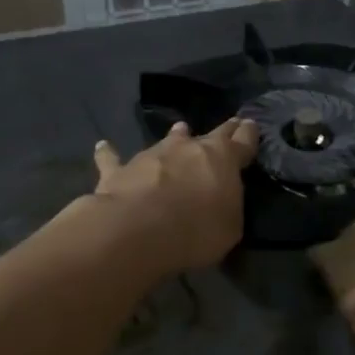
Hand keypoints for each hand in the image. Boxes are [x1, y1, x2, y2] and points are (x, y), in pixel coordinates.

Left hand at [92, 118, 258, 274]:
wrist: (138, 230)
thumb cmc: (196, 230)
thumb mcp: (230, 227)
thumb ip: (228, 206)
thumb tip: (221, 195)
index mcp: (222, 159)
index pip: (242, 141)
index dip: (248, 134)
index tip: (251, 124)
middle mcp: (188, 148)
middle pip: (210, 135)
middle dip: (223, 131)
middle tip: (230, 124)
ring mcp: (152, 155)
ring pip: (168, 140)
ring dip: (175, 137)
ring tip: (179, 129)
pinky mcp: (119, 170)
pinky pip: (114, 159)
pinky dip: (110, 153)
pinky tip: (103, 146)